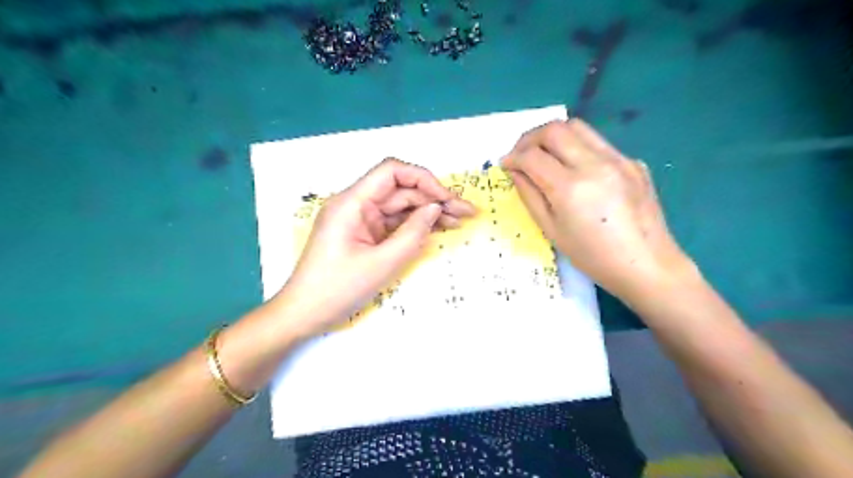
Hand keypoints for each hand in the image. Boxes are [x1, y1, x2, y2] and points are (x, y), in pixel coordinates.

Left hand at [272, 159, 472, 337]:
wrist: (304, 314)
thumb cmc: (338, 289)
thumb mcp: (382, 263)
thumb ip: (412, 233)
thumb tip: (435, 209)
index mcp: (353, 202)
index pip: (392, 172)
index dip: (423, 179)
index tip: (446, 199)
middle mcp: (356, 204)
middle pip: (400, 190)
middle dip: (433, 199)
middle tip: (466, 212)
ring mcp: (360, 220)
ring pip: (400, 207)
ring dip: (428, 213)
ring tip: (458, 221)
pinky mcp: (364, 234)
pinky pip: (393, 224)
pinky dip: (414, 226)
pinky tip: (436, 230)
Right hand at [502, 118, 694, 297]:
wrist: (646, 264)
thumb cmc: (592, 256)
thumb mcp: (552, 230)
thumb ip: (530, 196)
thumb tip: (516, 172)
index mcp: (571, 188)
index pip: (532, 156)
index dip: (513, 157)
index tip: (505, 165)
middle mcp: (595, 164)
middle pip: (554, 129)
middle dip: (530, 138)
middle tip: (521, 155)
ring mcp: (618, 159)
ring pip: (577, 127)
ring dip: (553, 136)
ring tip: (544, 155)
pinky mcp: (632, 161)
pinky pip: (598, 143)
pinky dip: (577, 148)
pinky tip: (576, 169)